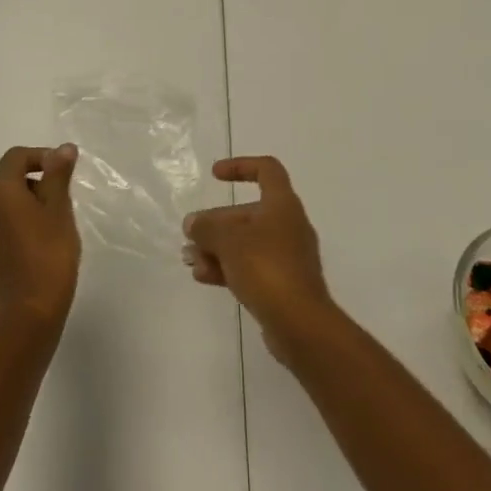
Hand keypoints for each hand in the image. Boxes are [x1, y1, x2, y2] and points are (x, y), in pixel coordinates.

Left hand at [0, 145, 81, 328]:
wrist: (27, 316)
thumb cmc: (49, 255)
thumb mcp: (60, 210)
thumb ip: (58, 176)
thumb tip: (62, 148)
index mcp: (1, 194)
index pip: (15, 158)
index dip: (40, 156)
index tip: (63, 172)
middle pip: (10, 183)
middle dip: (38, 184)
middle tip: (65, 202)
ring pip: (8, 210)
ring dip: (30, 209)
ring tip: (57, 228)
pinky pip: (4, 234)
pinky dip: (22, 231)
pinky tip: (42, 252)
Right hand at [183, 157, 335, 359]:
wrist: (301, 324)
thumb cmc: (267, 268)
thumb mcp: (230, 241)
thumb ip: (208, 228)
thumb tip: (193, 223)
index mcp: (282, 205)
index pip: (266, 169)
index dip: (240, 166)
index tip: (215, 175)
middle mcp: (288, 225)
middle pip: (249, 213)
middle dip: (217, 222)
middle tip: (191, 233)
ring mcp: (287, 257)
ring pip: (247, 243)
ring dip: (217, 248)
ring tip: (189, 259)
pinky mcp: (282, 284)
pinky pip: (251, 267)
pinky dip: (228, 268)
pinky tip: (203, 276)